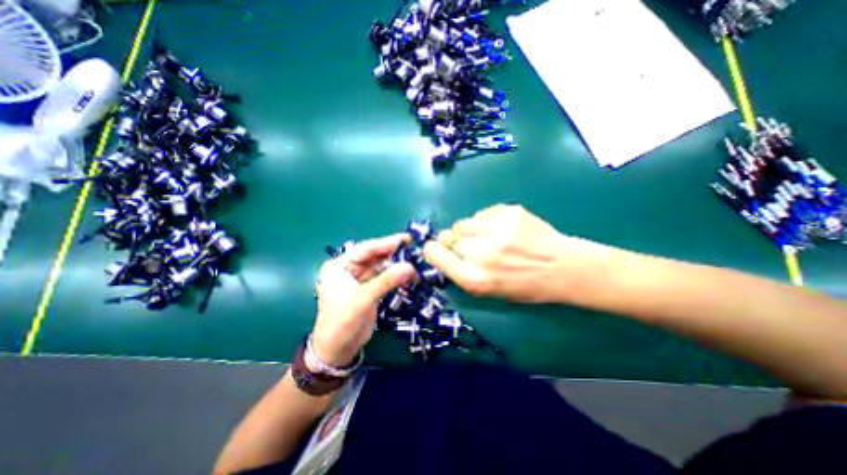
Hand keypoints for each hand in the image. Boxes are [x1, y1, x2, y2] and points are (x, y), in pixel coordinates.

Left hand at [311, 233, 416, 367]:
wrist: (337, 350)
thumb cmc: (342, 321)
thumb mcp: (363, 298)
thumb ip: (387, 281)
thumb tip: (410, 266)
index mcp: (340, 265)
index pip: (366, 249)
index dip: (387, 243)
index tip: (407, 239)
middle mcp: (349, 269)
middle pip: (375, 257)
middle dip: (394, 254)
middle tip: (414, 249)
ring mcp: (360, 280)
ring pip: (381, 267)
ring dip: (397, 266)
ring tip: (415, 263)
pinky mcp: (368, 290)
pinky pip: (384, 278)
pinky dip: (395, 277)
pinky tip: (408, 275)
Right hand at [424, 204, 615, 302]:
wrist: (562, 267)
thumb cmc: (524, 286)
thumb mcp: (488, 291)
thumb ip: (462, 271)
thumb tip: (444, 251)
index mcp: (474, 278)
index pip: (435, 254)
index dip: (433, 250)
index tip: (437, 250)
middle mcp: (480, 253)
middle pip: (447, 236)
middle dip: (455, 242)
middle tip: (473, 247)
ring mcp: (494, 229)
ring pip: (463, 223)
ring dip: (470, 230)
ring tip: (489, 237)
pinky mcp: (507, 211)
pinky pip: (481, 214)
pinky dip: (486, 222)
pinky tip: (504, 230)